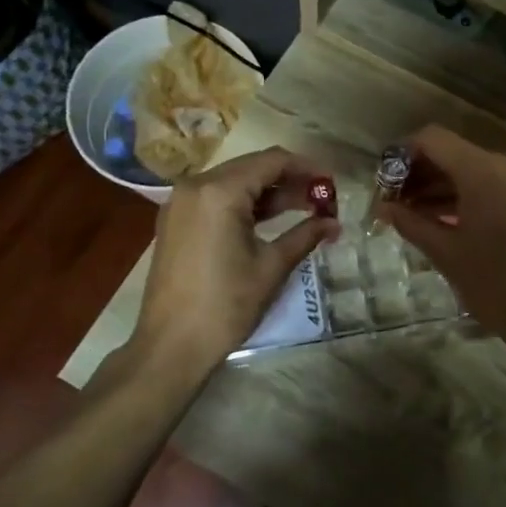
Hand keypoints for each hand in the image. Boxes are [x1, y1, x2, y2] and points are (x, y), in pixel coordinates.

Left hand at [130, 146, 338, 380]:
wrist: (171, 345)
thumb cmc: (225, 305)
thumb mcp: (271, 267)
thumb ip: (305, 236)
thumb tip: (334, 223)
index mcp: (219, 191)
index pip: (272, 161)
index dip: (307, 168)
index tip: (333, 183)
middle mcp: (195, 185)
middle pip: (252, 167)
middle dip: (290, 180)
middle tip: (322, 199)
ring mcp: (181, 202)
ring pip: (234, 182)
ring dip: (269, 193)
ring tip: (305, 210)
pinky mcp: (175, 220)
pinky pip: (216, 198)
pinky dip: (245, 204)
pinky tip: (270, 220)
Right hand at [380, 126, 505, 353]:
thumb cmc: (493, 283)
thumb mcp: (444, 252)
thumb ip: (410, 222)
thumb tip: (383, 207)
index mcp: (483, 172)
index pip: (433, 139)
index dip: (403, 154)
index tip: (383, 180)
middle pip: (453, 152)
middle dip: (420, 173)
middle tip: (393, 200)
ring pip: (471, 168)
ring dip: (440, 185)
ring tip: (410, 212)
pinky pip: (490, 184)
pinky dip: (464, 195)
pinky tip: (440, 218)